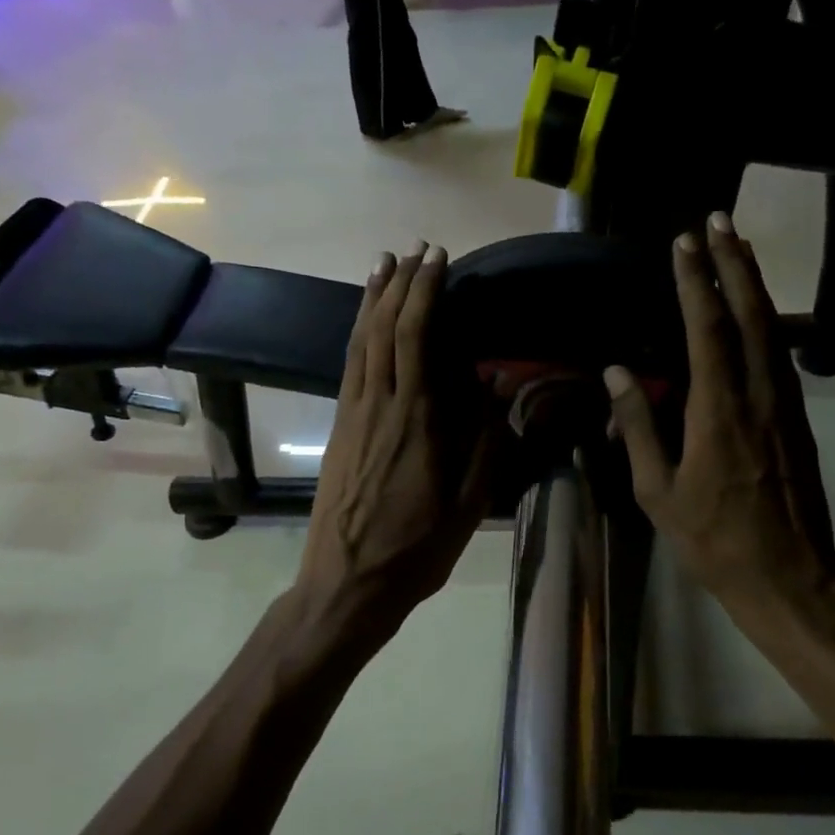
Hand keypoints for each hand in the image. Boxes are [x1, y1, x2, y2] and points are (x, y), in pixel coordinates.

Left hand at [296, 244, 493, 642]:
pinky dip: (357, 333)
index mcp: (416, 421)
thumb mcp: (468, 505)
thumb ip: (485, 442)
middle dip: (400, 284)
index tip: (437, 261)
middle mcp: (379, 406)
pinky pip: (348, 366)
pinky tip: (364, 321)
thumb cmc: (415, 549)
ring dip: (372, 299)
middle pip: (383, 328)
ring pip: (359, 342)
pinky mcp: (339, 429)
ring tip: (383, 264)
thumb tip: (495, 384)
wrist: (346, 584)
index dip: (424, 293)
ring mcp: (352, 415)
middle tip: (414, 250)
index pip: (416, 337)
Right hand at [605, 212, 834, 623]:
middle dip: (735, 263)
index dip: (696, 282)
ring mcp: (785, 407)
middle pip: (751, 314)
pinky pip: (781, 356)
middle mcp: (758, 396)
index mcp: (719, 411)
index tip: (684, 243)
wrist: (788, 578)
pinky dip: (768, 321)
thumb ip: (638, 428)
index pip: (708, 330)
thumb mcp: (658, 492)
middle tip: (720, 221)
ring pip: (773, 331)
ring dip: (755, 285)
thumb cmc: (712, 540)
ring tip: (738, 250)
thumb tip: (616, 373)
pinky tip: (758, 313)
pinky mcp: (798, 421)